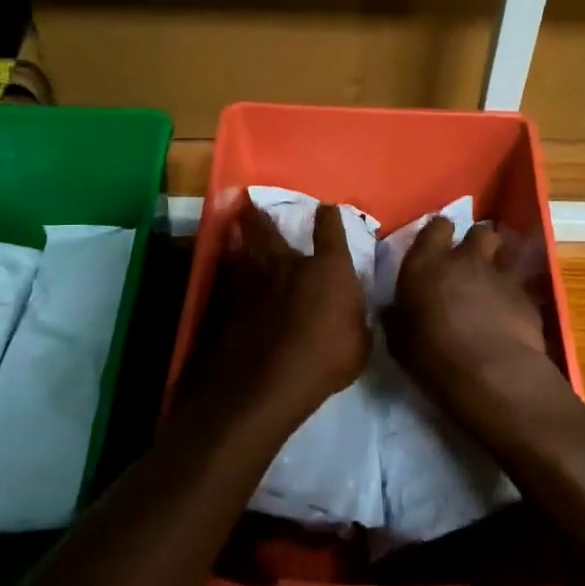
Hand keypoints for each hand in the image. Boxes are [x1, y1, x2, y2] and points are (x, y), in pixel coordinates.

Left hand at [186, 198, 370, 428]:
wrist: (269, 380)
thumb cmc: (327, 360)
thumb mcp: (359, 343)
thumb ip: (354, 319)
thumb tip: (351, 312)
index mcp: (329, 269)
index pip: (331, 230)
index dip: (329, 217)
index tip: (327, 209)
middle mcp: (290, 263)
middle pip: (272, 229)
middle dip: (262, 216)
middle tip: (252, 205)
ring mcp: (254, 280)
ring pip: (243, 248)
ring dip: (239, 236)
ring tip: (233, 227)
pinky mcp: (229, 301)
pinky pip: (228, 277)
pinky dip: (228, 271)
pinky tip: (225, 272)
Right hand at [383, 218, 560, 425]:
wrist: (490, 373)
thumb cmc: (433, 356)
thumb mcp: (399, 340)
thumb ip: (397, 317)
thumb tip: (392, 310)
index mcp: (427, 263)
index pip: (437, 227)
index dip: (439, 234)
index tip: (437, 248)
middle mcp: (466, 258)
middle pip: (479, 232)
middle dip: (476, 243)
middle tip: (470, 263)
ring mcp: (500, 273)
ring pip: (505, 250)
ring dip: (498, 261)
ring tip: (493, 281)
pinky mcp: (526, 294)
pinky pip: (521, 282)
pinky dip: (515, 292)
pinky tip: (511, 310)